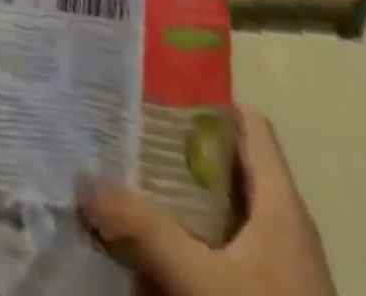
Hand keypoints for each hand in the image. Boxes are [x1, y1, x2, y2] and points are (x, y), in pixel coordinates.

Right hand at [77, 111, 335, 295]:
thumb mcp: (199, 281)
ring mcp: (278, 264)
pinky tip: (151, 245)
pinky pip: (222, 246)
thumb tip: (83, 181)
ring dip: (176, 195)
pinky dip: (188, 237)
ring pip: (220, 207)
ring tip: (126, 180)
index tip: (153, 89)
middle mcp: (282, 223)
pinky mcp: (266, 291)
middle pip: (226, 162)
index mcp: (281, 203)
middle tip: (124, 132)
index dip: (204, 98)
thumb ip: (142, 230)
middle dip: (174, 147)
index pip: (248, 122)